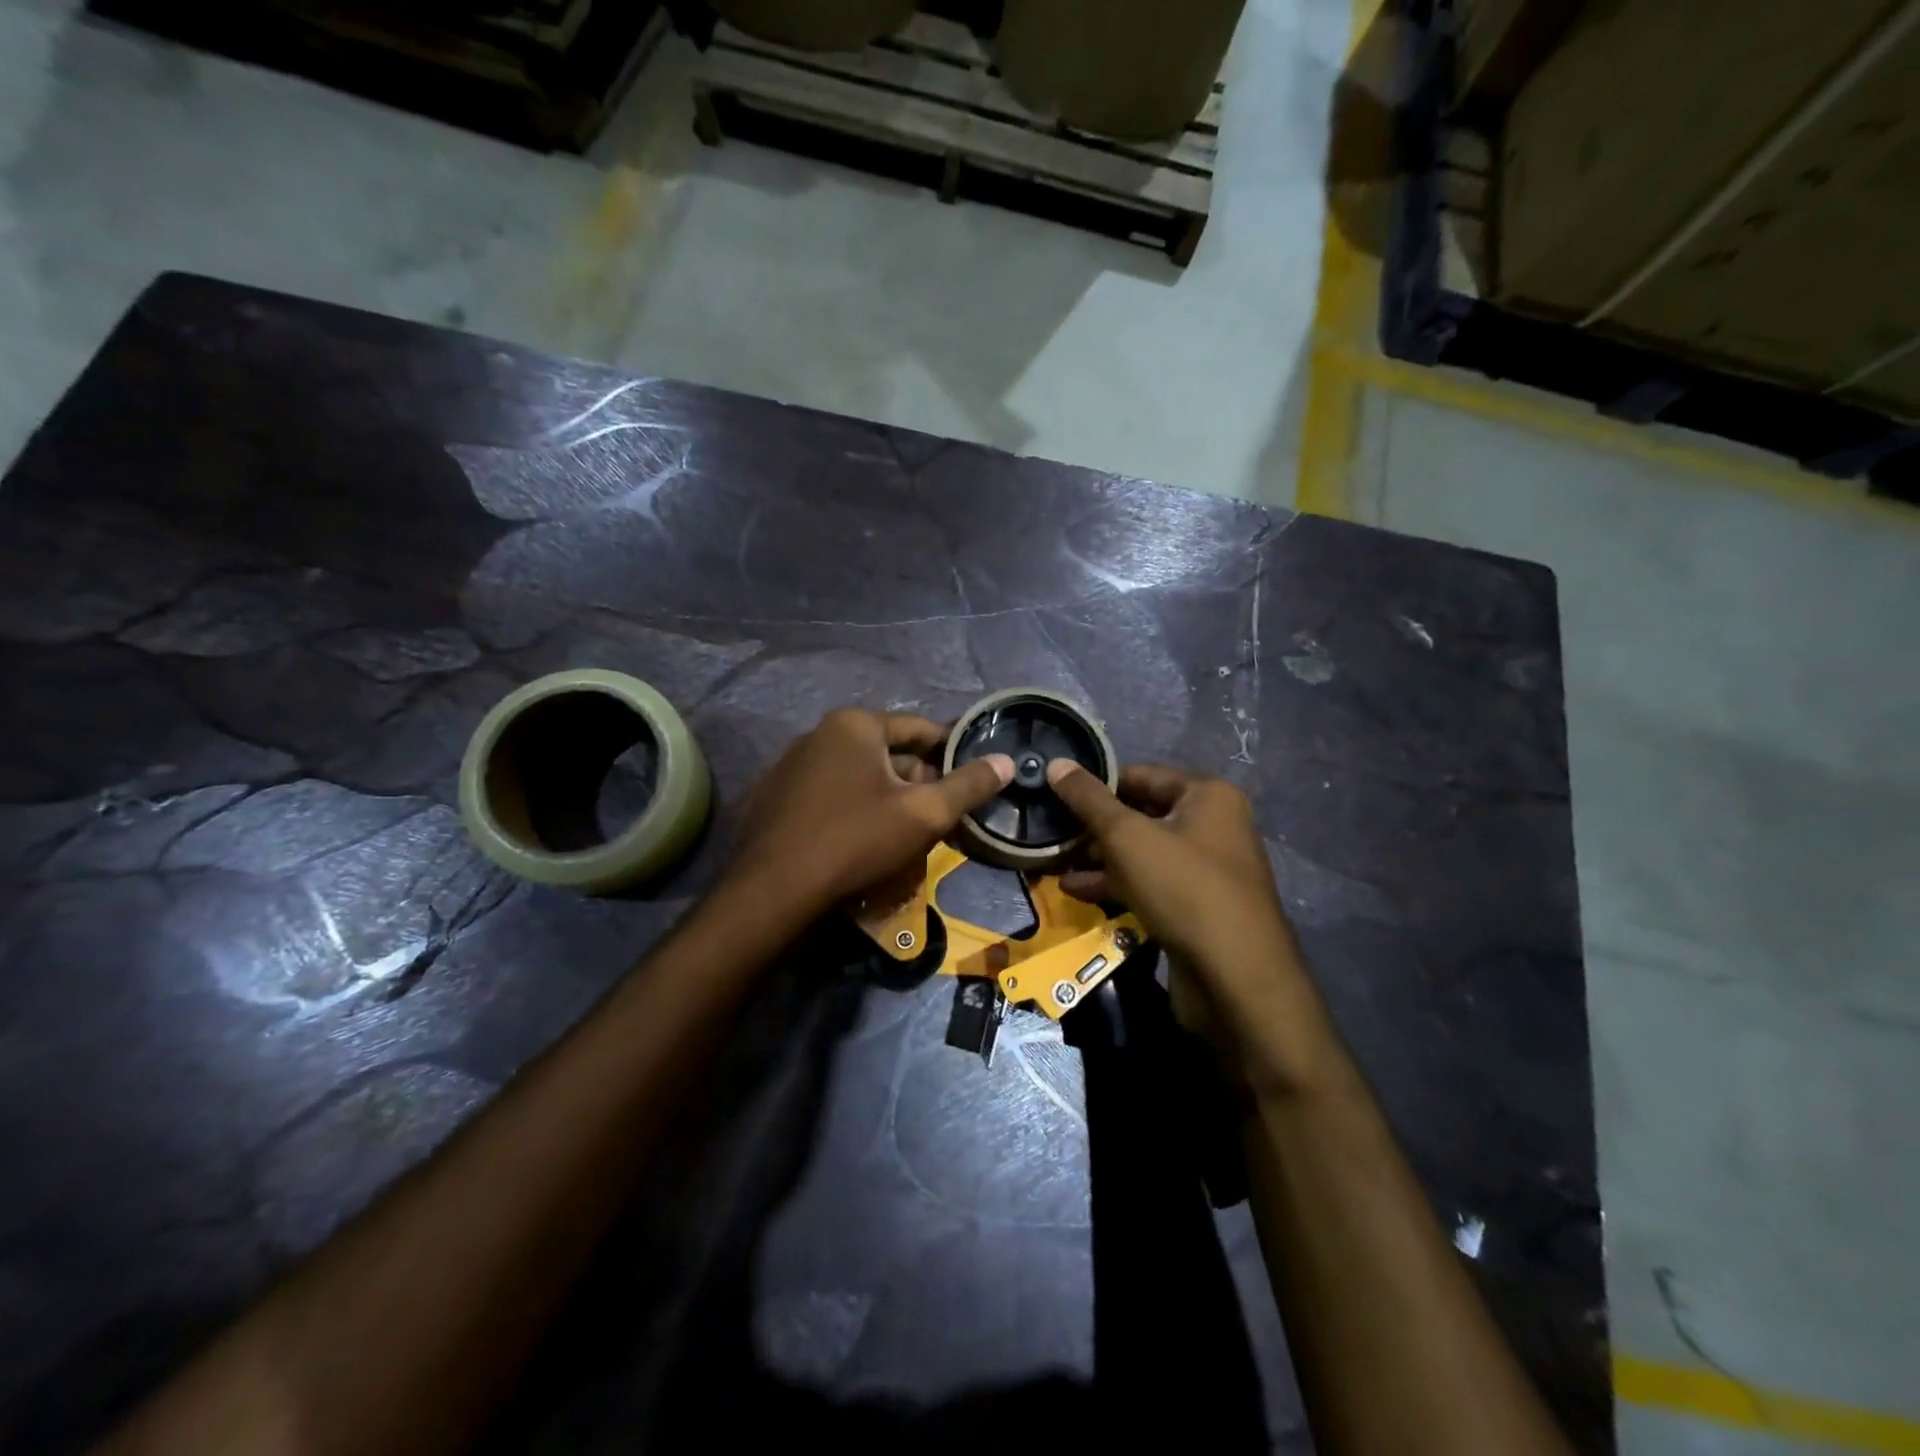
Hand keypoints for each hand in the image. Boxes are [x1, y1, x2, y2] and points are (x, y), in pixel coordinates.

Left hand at [728, 709, 1011, 912]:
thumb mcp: (924, 814)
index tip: (973, 778)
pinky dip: (854, 807)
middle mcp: (819, 733)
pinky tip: (862, 840)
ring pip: (858, 775)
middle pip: (888, 752)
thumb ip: (969, 785)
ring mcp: (791, 764)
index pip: (920, 729)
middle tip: (942, 814)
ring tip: (907, 831)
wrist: (774, 891)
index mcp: (854, 724)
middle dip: (918, 780)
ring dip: (887, 796)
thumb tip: (1007, 761)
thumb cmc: (856, 841)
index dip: (952, 752)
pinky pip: (830, 793)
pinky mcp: (775, 796)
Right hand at [1047, 762, 1319, 1077]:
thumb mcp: (1127, 836)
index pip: (1140, 776)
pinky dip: (1117, 885)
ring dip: (1099, 859)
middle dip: (1095, 827)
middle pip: (1141, 815)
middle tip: (1052, 833)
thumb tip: (1055, 764)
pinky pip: (1150, 884)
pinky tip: (1077, 892)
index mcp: (1207, 796)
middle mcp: (1212, 825)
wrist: (1236, 978)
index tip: (1056, 797)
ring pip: (1142, 853)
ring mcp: (1206, 869)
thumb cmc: (1183, 888)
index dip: (1097, 785)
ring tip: (1055, 863)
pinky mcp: (1197, 907)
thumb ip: (1088, 799)